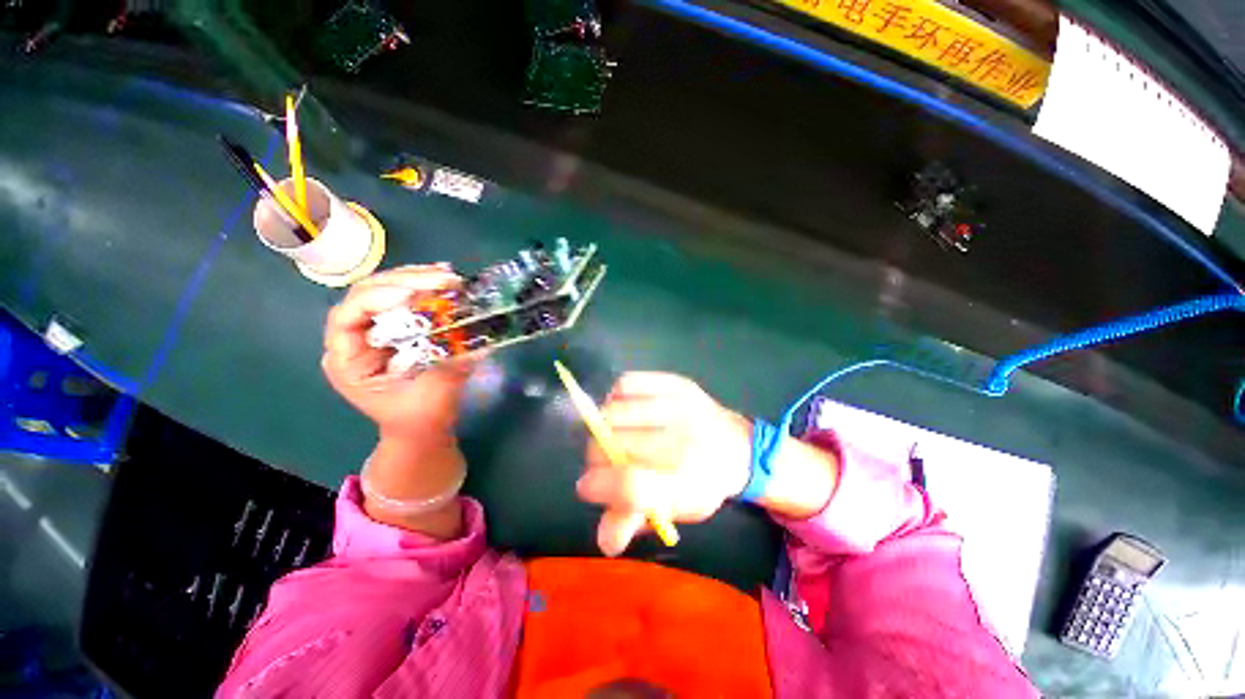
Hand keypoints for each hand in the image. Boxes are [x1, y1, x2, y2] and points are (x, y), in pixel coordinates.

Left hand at [321, 264, 477, 438]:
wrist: (420, 429)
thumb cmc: (420, 419)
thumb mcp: (435, 395)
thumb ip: (453, 366)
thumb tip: (479, 341)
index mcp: (348, 361)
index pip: (347, 317)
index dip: (376, 299)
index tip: (413, 295)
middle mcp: (354, 340)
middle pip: (365, 295)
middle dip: (404, 281)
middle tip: (443, 277)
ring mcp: (372, 332)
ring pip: (383, 292)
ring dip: (415, 279)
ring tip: (446, 274)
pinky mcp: (393, 329)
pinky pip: (402, 300)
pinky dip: (422, 287)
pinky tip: (442, 280)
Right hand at [575, 373, 752, 555]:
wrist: (738, 447)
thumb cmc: (701, 483)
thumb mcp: (673, 511)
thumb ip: (635, 522)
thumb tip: (604, 539)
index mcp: (688, 484)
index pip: (632, 484)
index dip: (600, 486)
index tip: (586, 486)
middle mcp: (686, 442)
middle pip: (616, 445)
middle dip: (597, 457)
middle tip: (602, 461)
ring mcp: (681, 406)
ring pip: (614, 413)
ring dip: (602, 427)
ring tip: (613, 435)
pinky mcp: (677, 383)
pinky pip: (626, 383)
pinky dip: (614, 397)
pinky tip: (623, 409)